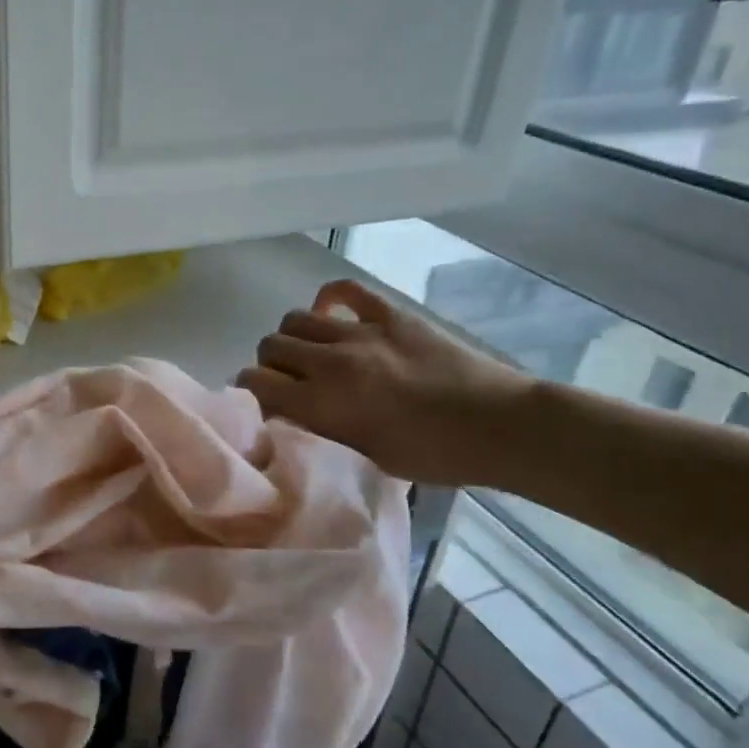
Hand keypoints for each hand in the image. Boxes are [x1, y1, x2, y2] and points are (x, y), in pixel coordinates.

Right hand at [237, 278, 534, 486]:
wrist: (498, 426)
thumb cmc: (433, 456)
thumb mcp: (364, 458)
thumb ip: (321, 431)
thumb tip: (291, 414)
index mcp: (323, 404)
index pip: (256, 383)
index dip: (249, 390)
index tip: (259, 401)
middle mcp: (331, 362)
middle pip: (270, 346)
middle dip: (269, 364)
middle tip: (287, 380)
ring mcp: (361, 332)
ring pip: (295, 318)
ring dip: (294, 337)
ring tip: (310, 352)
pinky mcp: (389, 314)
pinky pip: (344, 289)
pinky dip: (328, 299)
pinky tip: (331, 315)